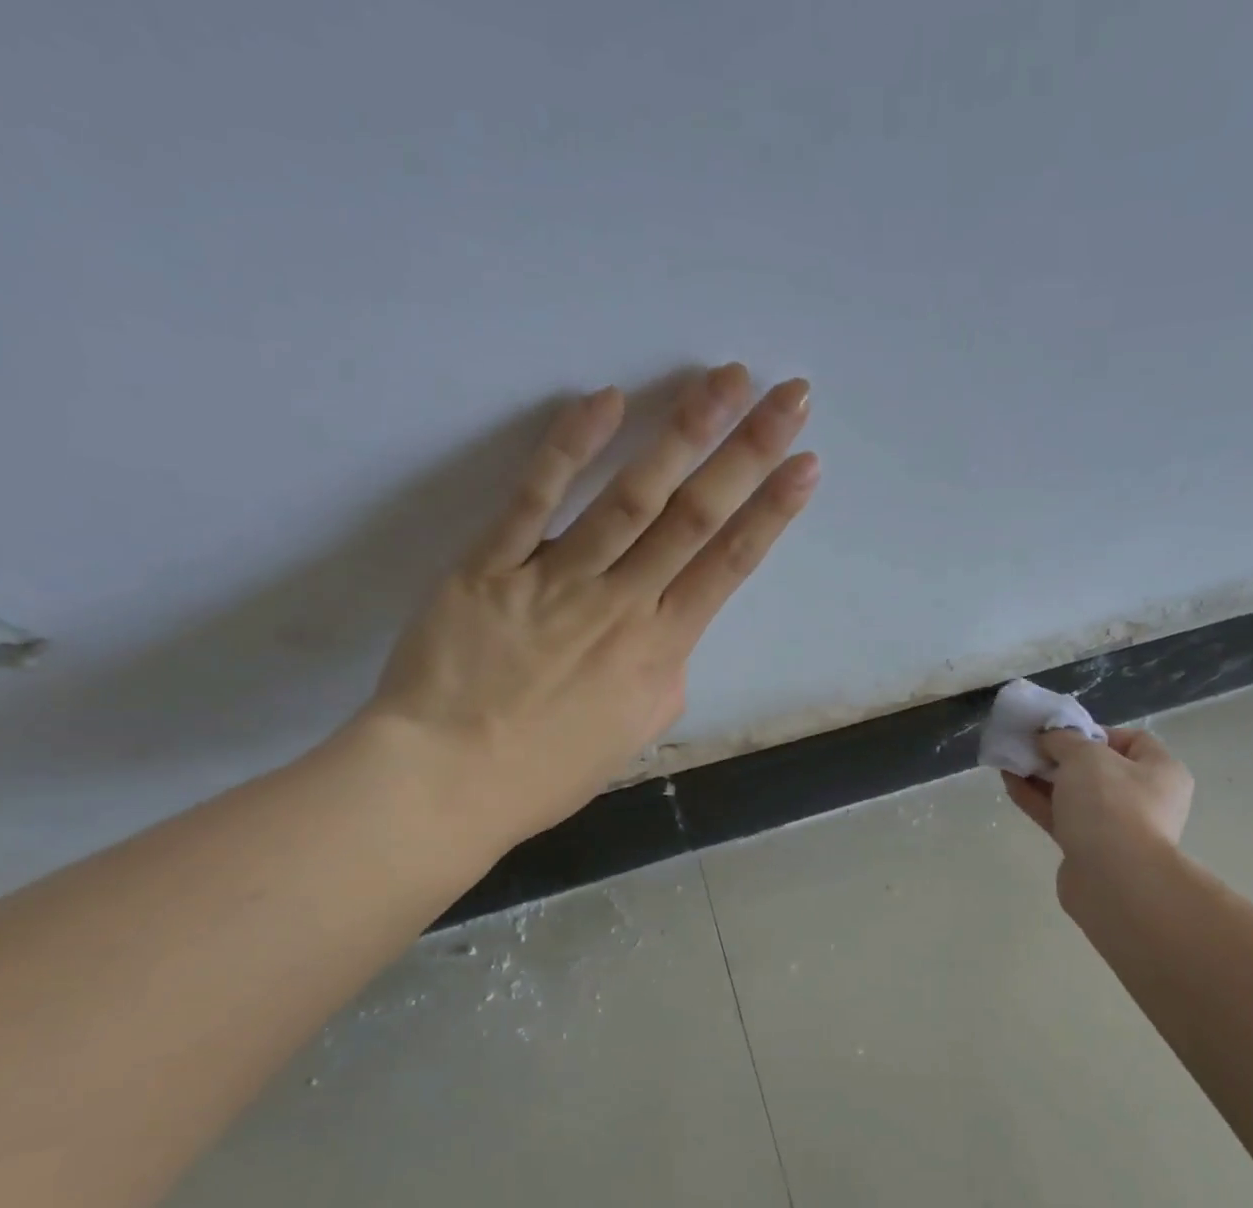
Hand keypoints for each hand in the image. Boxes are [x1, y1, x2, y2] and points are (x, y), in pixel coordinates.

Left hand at [361, 363, 816, 846]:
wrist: (447, 782)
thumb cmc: (548, 770)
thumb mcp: (633, 732)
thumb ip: (664, 675)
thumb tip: (668, 635)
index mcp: (661, 650)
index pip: (729, 566)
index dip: (772, 513)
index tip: (805, 465)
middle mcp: (622, 604)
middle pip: (696, 517)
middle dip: (749, 451)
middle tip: (789, 395)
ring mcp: (556, 579)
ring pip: (632, 497)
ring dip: (684, 433)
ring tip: (724, 379)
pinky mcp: (491, 566)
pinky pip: (535, 499)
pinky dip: (570, 447)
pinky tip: (608, 400)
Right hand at [1002, 726, 1194, 897]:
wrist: (1114, 880)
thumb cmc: (1111, 805)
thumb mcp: (1085, 756)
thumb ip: (1063, 739)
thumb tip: (1049, 737)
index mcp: (1160, 771)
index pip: (1131, 740)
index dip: (1094, 731)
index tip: (1062, 733)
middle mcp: (1145, 799)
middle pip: (1097, 768)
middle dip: (1060, 756)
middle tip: (1030, 746)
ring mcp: (1117, 828)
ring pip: (1075, 794)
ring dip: (1043, 777)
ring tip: (1011, 761)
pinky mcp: (1089, 850)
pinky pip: (1061, 817)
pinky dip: (1038, 800)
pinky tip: (1010, 784)